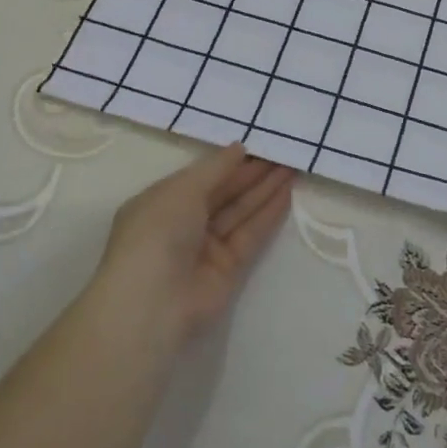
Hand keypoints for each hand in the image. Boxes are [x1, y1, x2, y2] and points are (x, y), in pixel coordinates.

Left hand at [92, 143, 295, 349]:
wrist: (153, 303)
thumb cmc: (157, 232)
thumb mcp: (182, 189)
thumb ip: (216, 167)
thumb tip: (240, 148)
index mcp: (163, 202)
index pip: (202, 176)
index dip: (230, 162)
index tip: (259, 144)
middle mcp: (184, 223)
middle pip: (225, 192)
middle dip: (253, 173)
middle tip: (284, 152)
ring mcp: (207, 247)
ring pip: (241, 212)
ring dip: (266, 189)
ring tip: (293, 166)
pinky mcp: (229, 269)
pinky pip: (251, 235)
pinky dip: (268, 215)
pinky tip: (287, 193)